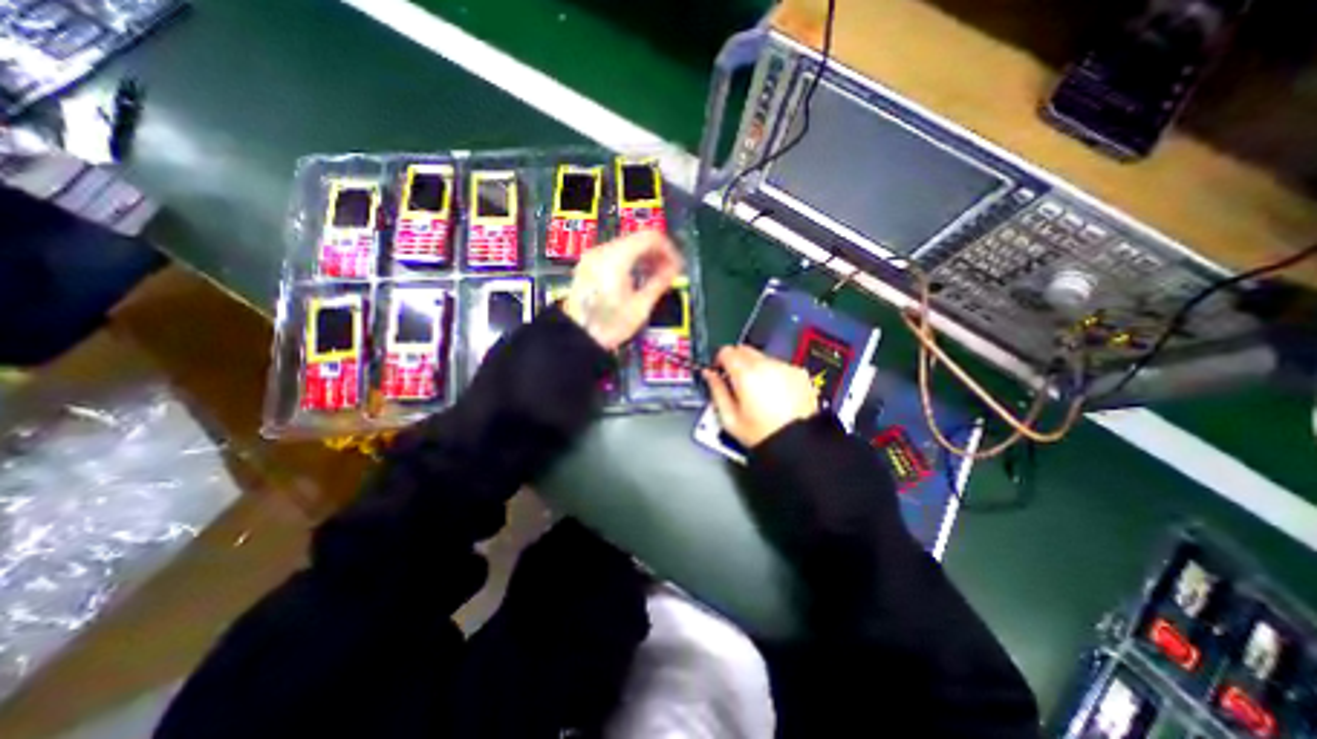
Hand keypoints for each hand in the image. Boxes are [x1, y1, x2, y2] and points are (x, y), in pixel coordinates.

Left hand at [563, 231, 683, 348]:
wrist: (577, 337)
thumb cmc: (607, 325)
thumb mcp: (639, 307)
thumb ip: (659, 283)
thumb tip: (673, 270)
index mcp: (615, 258)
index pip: (649, 237)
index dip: (668, 249)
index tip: (676, 265)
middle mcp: (602, 251)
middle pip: (637, 239)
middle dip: (657, 254)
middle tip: (669, 273)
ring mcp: (593, 257)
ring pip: (627, 246)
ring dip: (645, 258)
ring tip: (656, 278)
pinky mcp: (589, 265)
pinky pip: (616, 254)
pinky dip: (631, 261)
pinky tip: (638, 278)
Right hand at [704, 347, 819, 449]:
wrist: (799, 443)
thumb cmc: (763, 434)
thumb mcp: (730, 418)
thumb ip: (716, 391)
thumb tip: (709, 375)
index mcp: (746, 375)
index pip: (726, 352)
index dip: (719, 360)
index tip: (719, 370)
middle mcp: (766, 365)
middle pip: (744, 350)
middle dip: (736, 361)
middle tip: (736, 381)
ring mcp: (785, 367)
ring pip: (762, 357)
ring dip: (756, 368)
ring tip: (757, 391)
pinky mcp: (799, 373)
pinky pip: (779, 365)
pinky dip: (773, 374)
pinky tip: (774, 394)